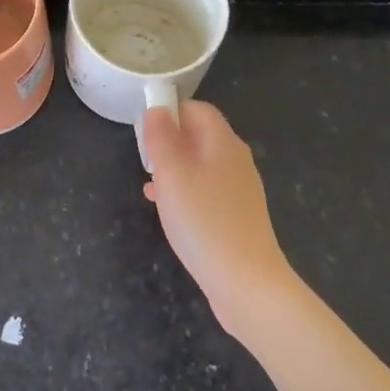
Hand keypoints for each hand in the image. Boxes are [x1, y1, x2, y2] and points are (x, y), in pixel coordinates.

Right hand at [143, 101, 296, 336]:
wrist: (246, 282)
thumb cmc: (203, 220)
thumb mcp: (172, 173)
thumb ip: (162, 137)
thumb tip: (157, 108)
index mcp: (223, 143)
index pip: (197, 109)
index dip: (170, 111)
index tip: (144, 129)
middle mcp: (236, 160)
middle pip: (199, 136)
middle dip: (169, 142)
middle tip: (144, 159)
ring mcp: (239, 190)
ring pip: (200, 165)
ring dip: (173, 170)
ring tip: (150, 186)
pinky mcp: (237, 216)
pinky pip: (206, 191)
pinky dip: (184, 193)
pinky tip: (167, 211)